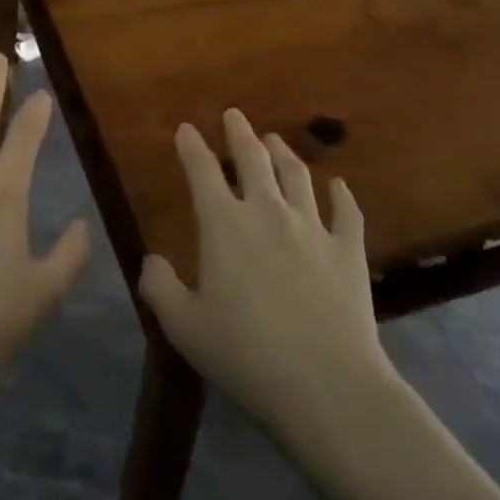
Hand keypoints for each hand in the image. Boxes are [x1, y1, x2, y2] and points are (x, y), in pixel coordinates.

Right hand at [138, 109, 393, 436]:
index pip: (202, 171)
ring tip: (275, 139)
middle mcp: (267, 211)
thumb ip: (160, 288)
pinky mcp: (348, 250)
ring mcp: (312, 227)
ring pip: (297, 175)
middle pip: (253, 159)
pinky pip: (346, 212)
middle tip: (234, 114)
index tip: (186, 128)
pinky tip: (339, 186)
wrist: (327, 385)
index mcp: (224, 224)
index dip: (192, 146)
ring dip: (283, 152)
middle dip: (240, 133)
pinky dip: (341, 195)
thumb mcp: (185, 328)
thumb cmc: (246, 356)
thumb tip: (151, 261)